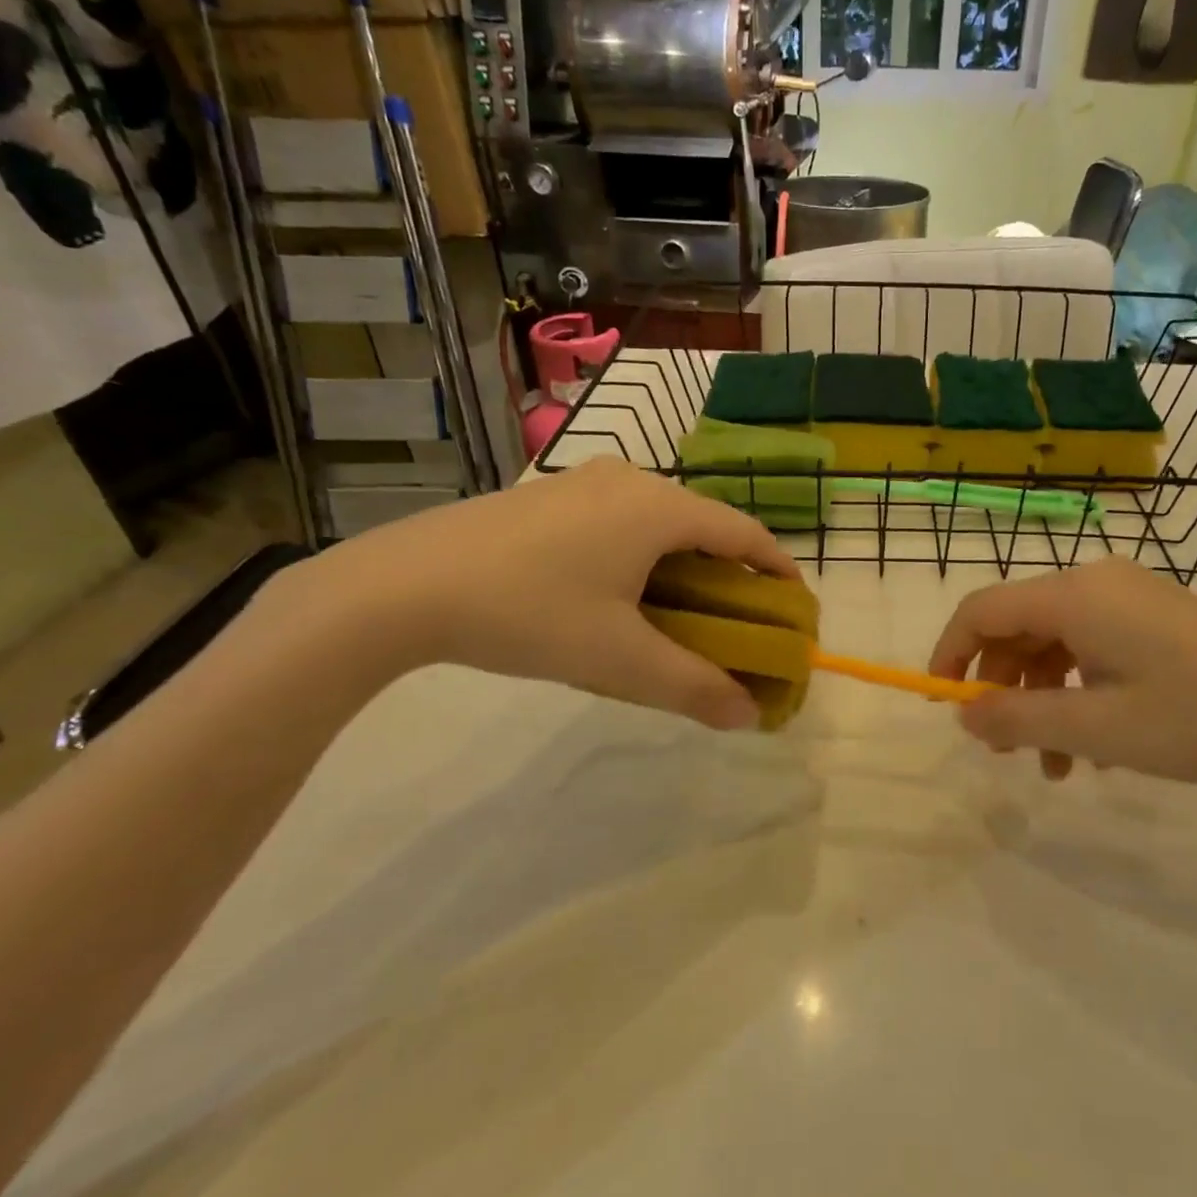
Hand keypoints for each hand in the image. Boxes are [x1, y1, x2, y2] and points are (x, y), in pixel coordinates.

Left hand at [280, 460, 798, 729]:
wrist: (402, 586)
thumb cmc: (529, 613)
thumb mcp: (618, 659)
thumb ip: (692, 686)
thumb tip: (748, 715)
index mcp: (660, 507)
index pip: (744, 532)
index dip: (778, 568)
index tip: (795, 605)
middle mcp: (631, 481)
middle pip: (704, 525)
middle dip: (730, 572)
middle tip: (738, 620)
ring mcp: (584, 483)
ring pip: (660, 522)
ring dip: (684, 564)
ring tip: (683, 612)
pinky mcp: (549, 496)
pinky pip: (621, 520)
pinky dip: (643, 554)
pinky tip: (620, 593)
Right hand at [928, 557, 1196, 786]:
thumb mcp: (1100, 727)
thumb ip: (1018, 719)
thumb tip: (963, 713)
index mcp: (1074, 595)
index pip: (982, 610)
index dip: (950, 654)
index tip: (943, 705)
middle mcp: (1095, 584)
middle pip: (1018, 628)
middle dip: (1003, 689)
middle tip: (1005, 751)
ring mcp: (1130, 599)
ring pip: (1057, 645)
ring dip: (1044, 702)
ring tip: (1059, 767)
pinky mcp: (1157, 619)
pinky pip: (1094, 649)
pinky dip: (1080, 693)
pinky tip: (1101, 747)